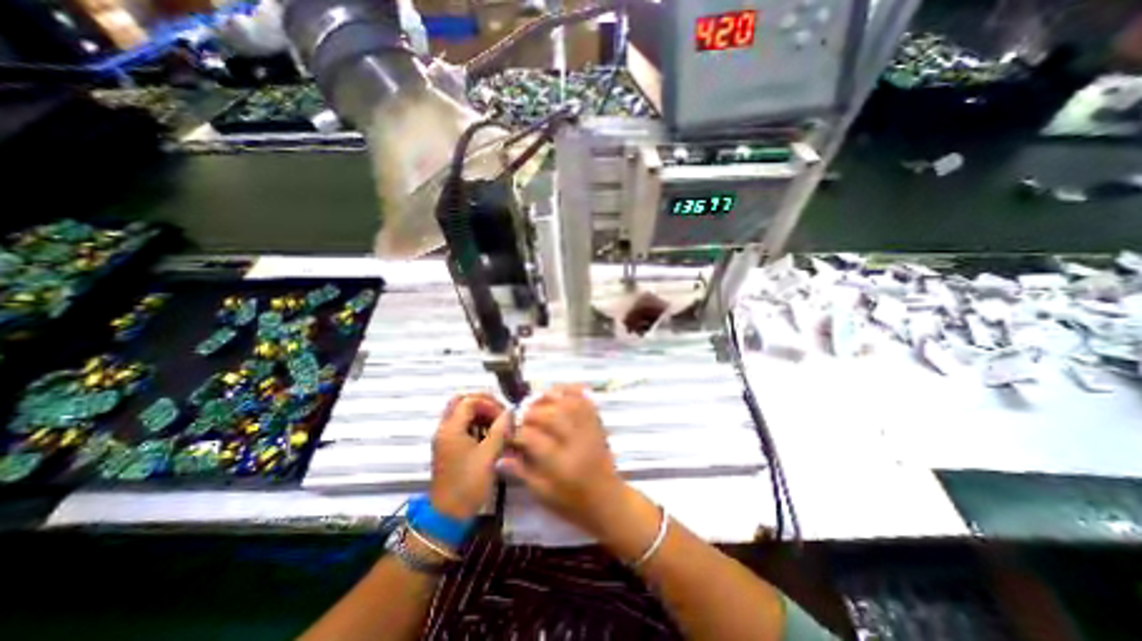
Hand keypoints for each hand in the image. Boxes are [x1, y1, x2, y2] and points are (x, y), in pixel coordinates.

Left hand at [431, 393, 509, 523]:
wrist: (448, 516)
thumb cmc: (468, 484)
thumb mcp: (489, 456)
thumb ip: (500, 430)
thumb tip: (510, 412)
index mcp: (451, 429)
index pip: (469, 401)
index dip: (489, 403)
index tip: (504, 415)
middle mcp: (444, 429)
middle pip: (461, 402)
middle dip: (482, 402)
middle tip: (499, 411)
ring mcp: (445, 438)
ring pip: (460, 413)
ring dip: (479, 413)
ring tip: (497, 423)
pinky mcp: (448, 447)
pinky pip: (461, 425)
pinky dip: (475, 423)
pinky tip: (489, 434)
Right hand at [500, 383, 640, 541]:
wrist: (608, 500)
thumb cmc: (573, 502)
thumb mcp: (543, 494)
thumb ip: (522, 472)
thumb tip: (500, 457)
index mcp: (561, 464)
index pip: (534, 438)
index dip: (517, 432)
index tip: (508, 433)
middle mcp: (576, 442)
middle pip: (551, 416)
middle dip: (531, 412)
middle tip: (519, 416)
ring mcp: (589, 430)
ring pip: (568, 404)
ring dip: (549, 397)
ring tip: (535, 400)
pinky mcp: (597, 423)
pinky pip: (585, 400)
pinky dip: (571, 391)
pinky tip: (558, 391)